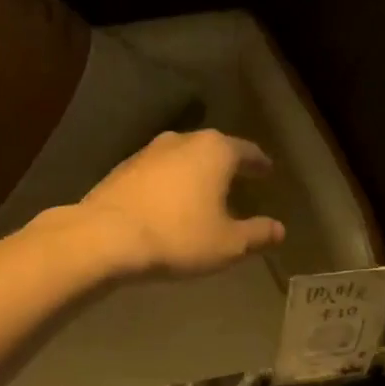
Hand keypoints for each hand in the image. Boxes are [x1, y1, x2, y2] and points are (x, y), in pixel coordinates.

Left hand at [71, 129, 285, 277]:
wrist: (105, 237)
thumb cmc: (177, 237)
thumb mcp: (227, 244)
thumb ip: (257, 234)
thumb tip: (279, 230)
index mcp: (216, 151)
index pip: (247, 152)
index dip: (260, 164)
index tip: (268, 172)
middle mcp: (183, 141)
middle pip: (214, 150)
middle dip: (227, 166)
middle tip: (238, 182)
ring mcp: (148, 151)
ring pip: (183, 159)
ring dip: (195, 175)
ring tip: (203, 195)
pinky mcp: (123, 169)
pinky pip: (158, 174)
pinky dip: (170, 185)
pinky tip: (169, 204)